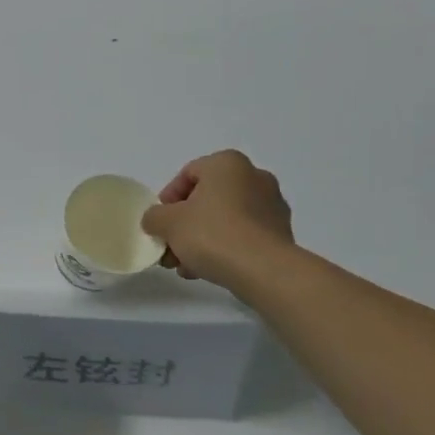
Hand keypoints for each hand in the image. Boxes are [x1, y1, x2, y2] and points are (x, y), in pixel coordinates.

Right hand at [141, 151, 296, 295]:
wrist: (264, 270)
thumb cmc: (212, 234)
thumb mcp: (167, 223)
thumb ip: (154, 217)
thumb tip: (156, 221)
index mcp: (227, 163)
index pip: (188, 174)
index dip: (167, 199)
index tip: (159, 223)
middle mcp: (254, 177)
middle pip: (207, 198)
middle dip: (184, 224)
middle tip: (169, 247)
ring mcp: (272, 205)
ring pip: (225, 219)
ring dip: (201, 239)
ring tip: (185, 265)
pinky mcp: (281, 233)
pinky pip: (243, 235)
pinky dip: (224, 247)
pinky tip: (206, 270)